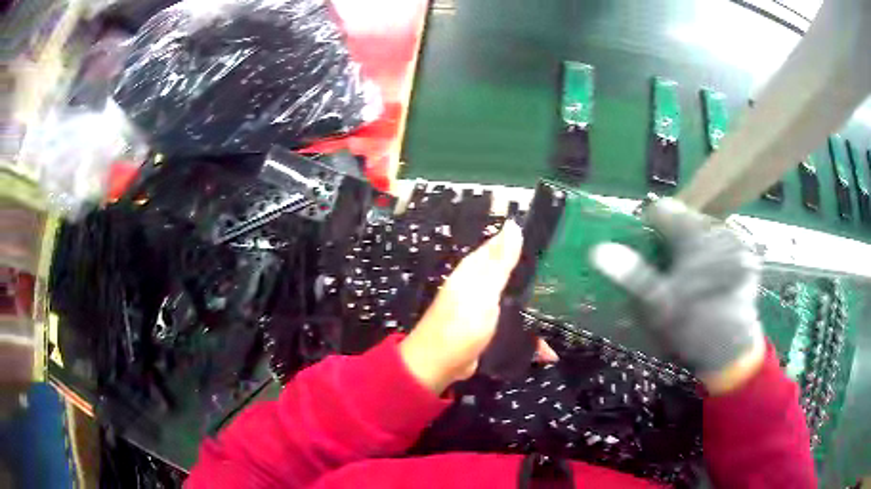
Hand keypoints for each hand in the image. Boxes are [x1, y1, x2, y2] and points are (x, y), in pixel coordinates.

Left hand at [400, 221, 557, 393]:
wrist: (439, 365)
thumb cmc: (461, 324)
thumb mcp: (483, 290)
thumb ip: (500, 261)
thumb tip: (513, 224)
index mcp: (475, 269)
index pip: (502, 245)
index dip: (526, 240)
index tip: (556, 240)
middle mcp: (480, 284)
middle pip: (513, 273)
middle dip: (537, 275)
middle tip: (569, 277)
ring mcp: (486, 308)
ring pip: (517, 299)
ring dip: (536, 306)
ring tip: (568, 307)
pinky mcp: (491, 329)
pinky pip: (515, 324)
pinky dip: (529, 334)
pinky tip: (550, 345)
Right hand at [590, 198, 765, 394]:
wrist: (731, 351)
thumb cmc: (692, 326)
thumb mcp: (657, 304)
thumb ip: (631, 273)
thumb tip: (597, 250)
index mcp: (693, 234)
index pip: (662, 210)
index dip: (648, 228)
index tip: (647, 251)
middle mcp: (716, 228)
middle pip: (685, 220)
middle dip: (674, 240)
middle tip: (669, 270)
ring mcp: (735, 241)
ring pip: (705, 231)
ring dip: (694, 246)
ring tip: (691, 276)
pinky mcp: (747, 255)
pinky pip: (724, 243)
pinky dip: (714, 254)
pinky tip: (712, 278)